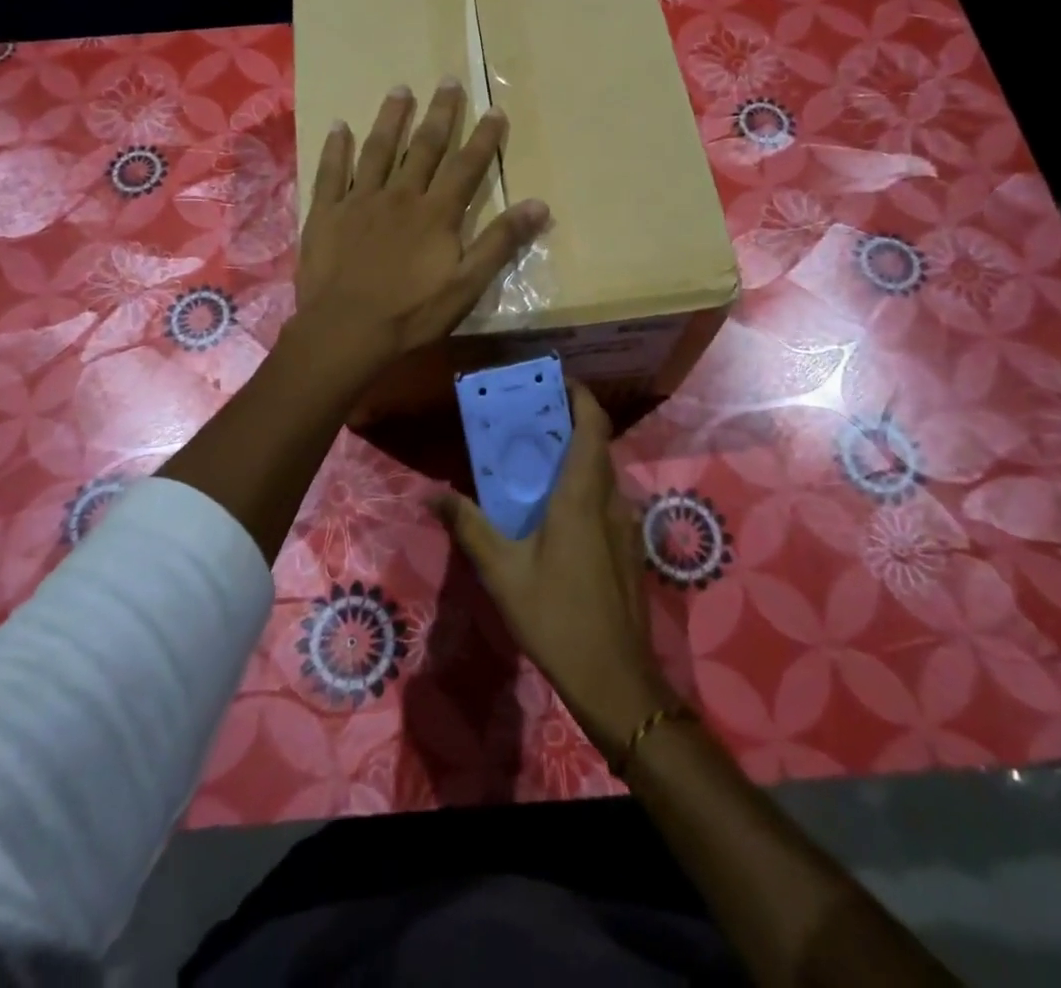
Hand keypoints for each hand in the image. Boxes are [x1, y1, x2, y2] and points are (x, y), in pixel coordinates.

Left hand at [296, 78, 548, 377]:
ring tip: (400, 89)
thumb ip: (501, 242)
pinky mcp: (326, 213)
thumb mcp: (467, 285)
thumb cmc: (411, 313)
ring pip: (378, 150)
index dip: (483, 137)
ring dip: (390, 118)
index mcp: (436, 213)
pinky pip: (331, 172)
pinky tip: (339, 125)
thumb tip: (540, 204)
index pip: (467, 166)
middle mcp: (400, 195)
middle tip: (447, 80)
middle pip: (423, 146)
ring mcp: (360, 200)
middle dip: (439, 113)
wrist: (346, 330)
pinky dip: (336, 148)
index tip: (495, 110)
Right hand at [433, 384, 676, 757]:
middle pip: (597, 445)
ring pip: (603, 474)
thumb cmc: (556, 617)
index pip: (592, 426)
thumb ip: (469, 526)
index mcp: (580, 496)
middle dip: (571, 422)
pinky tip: (556, 511)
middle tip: (532, 417)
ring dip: (577, 456)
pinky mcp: (627, 549)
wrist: (616, 678)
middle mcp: (609, 501)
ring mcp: (624, 526)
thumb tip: (433, 492)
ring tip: (537, 459)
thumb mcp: (503, 572)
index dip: (581, 396)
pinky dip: (584, 486)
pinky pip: (606, 499)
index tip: (556, 380)